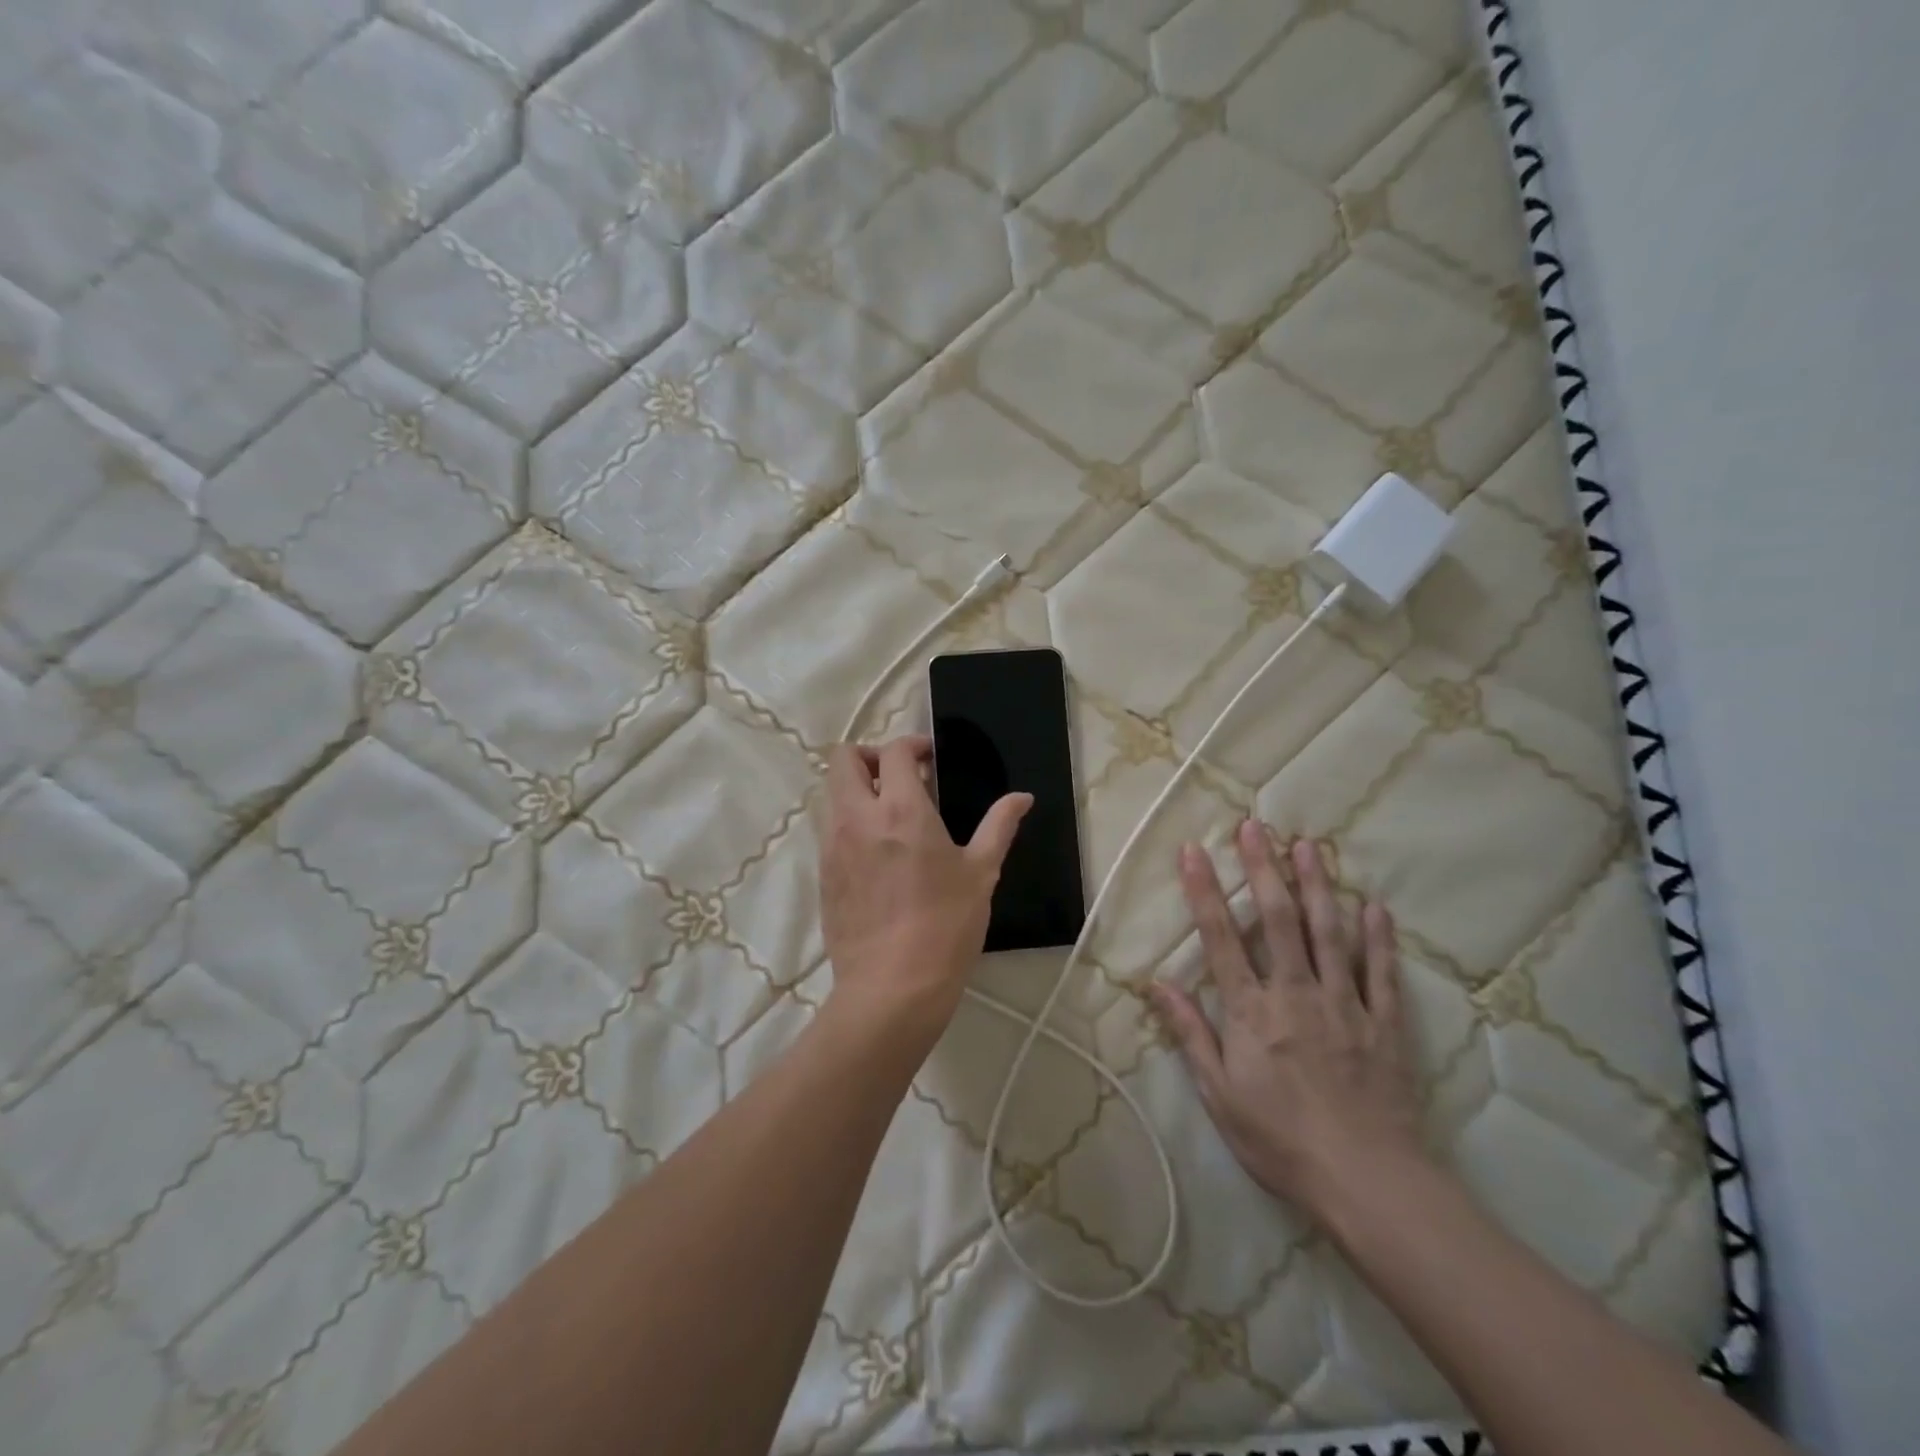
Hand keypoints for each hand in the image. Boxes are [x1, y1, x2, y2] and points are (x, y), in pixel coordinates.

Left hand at [820, 735, 1031, 1034]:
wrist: (892, 988)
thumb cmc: (946, 926)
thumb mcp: (981, 873)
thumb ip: (999, 826)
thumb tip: (1022, 797)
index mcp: (901, 809)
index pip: (894, 751)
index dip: (913, 745)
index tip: (930, 758)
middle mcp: (858, 818)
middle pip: (843, 759)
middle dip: (869, 755)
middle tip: (899, 777)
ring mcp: (833, 846)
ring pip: (831, 793)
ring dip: (856, 789)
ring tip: (888, 814)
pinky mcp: (822, 874)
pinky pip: (828, 830)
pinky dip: (848, 822)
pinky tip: (876, 853)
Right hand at [1150, 821, 1425, 1223]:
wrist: (1367, 1183)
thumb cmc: (1280, 1140)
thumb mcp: (1219, 1094)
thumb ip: (1191, 1033)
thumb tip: (1158, 983)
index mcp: (1252, 1011)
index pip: (1221, 938)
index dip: (1204, 891)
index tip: (1194, 852)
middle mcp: (1296, 993)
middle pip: (1278, 919)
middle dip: (1263, 868)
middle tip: (1256, 827)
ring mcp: (1345, 1004)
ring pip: (1329, 933)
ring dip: (1316, 886)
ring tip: (1308, 845)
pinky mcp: (1384, 1024)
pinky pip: (1380, 972)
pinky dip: (1377, 937)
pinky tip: (1372, 905)